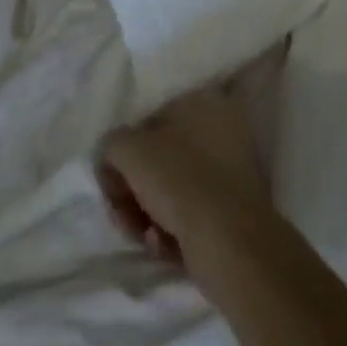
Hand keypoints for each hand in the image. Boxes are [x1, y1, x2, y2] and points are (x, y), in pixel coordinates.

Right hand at [98, 86, 272, 269]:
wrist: (229, 242)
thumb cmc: (178, 179)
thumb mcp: (127, 149)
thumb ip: (112, 145)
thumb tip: (113, 159)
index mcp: (202, 100)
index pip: (148, 120)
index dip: (124, 152)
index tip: (113, 182)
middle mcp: (222, 127)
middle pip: (159, 158)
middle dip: (133, 189)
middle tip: (122, 213)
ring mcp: (231, 170)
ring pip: (172, 189)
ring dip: (147, 214)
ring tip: (142, 235)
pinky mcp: (234, 209)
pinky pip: (191, 213)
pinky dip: (172, 230)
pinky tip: (162, 245)